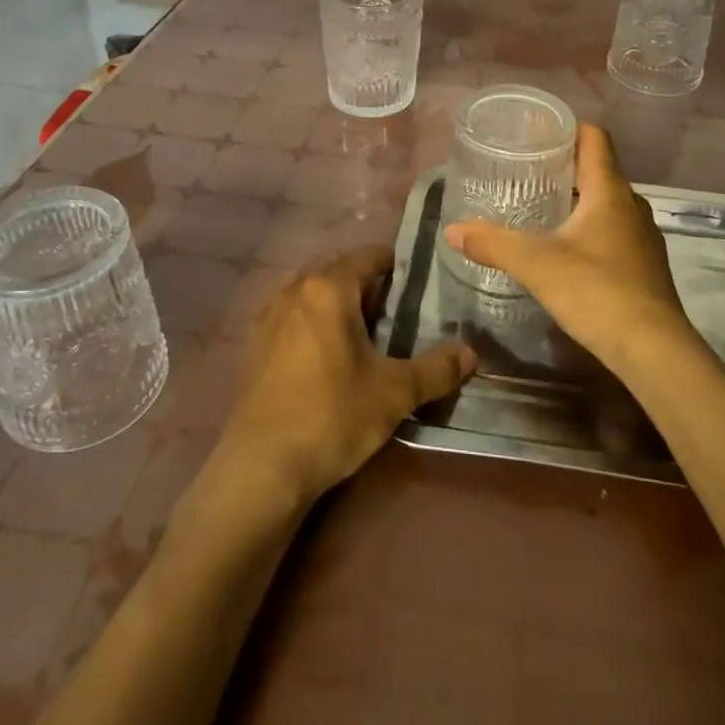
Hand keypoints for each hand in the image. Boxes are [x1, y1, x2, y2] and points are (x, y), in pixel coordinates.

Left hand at [218, 246, 475, 503]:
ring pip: (310, 290)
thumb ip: (436, 370)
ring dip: (336, 300)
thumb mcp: (394, 393)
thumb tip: (471, 354)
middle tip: (394, 309)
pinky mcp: (253, 345)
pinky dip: (311, 320)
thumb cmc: (332, 416)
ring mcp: (268, 316)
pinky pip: (290, 314)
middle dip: (365, 282)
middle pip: (337, 269)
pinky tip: (325, 352)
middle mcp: (295, 289)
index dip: (395, 264)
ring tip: (362, 330)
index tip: (417, 282)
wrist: (261, 467)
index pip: (368, 257)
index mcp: (329, 288)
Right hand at [444, 125, 700, 376]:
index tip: (536, 132)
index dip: (567, 128)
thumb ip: (494, 243)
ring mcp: (642, 237)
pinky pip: (613, 231)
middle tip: (525, 170)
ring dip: (577, 199)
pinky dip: (589, 228)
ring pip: (606, 203)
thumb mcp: (537, 265)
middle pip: (598, 170)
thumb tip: (452, 230)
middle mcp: (631, 206)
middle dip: (564, 166)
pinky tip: (565, 249)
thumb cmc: (597, 292)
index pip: (594, 138)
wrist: (654, 352)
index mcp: (609, 191)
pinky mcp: (644, 266)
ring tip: (540, 207)